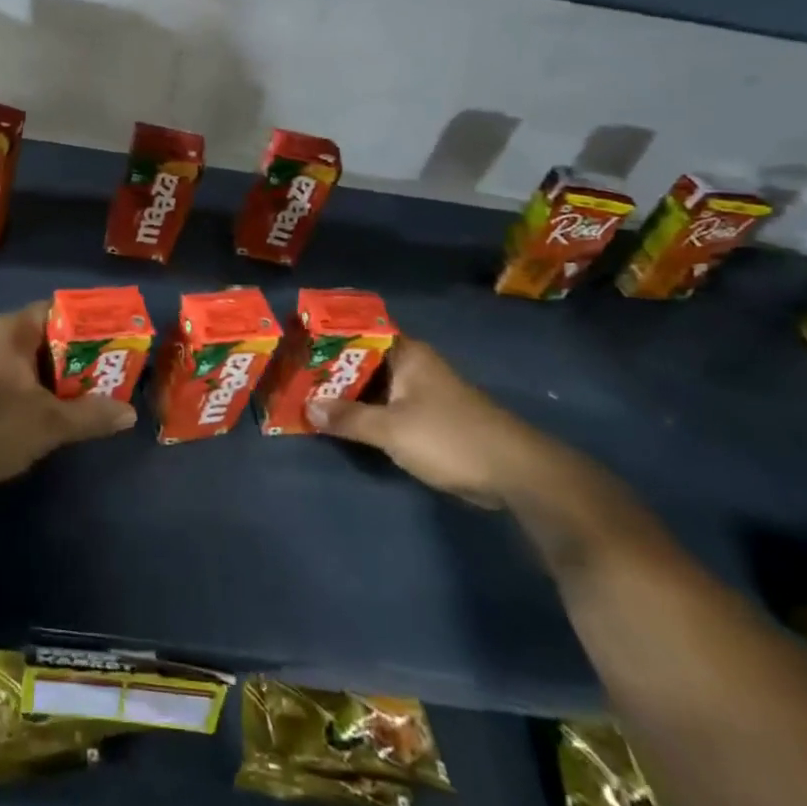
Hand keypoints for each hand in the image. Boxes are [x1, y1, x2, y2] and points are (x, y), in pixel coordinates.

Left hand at [0, 301, 136, 494]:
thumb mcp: (50, 422)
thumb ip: (92, 414)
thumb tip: (129, 413)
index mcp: (10, 329)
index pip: (57, 310)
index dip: (88, 322)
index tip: (114, 340)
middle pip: (45, 335)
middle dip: (77, 353)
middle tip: (109, 371)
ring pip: (28, 359)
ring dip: (56, 375)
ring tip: (89, 393)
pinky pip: (12, 376)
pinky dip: (35, 387)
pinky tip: (51, 410)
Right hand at [306, 337, 553, 507]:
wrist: (516, 474)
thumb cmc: (450, 437)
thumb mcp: (392, 429)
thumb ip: (348, 418)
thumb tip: (306, 408)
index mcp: (407, 354)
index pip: (358, 332)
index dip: (326, 337)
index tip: (294, 343)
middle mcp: (413, 365)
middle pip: (362, 359)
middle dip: (329, 369)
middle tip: (290, 374)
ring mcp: (422, 391)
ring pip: (372, 385)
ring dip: (345, 393)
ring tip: (304, 396)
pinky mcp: (428, 417)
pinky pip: (385, 406)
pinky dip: (363, 411)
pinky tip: (338, 421)